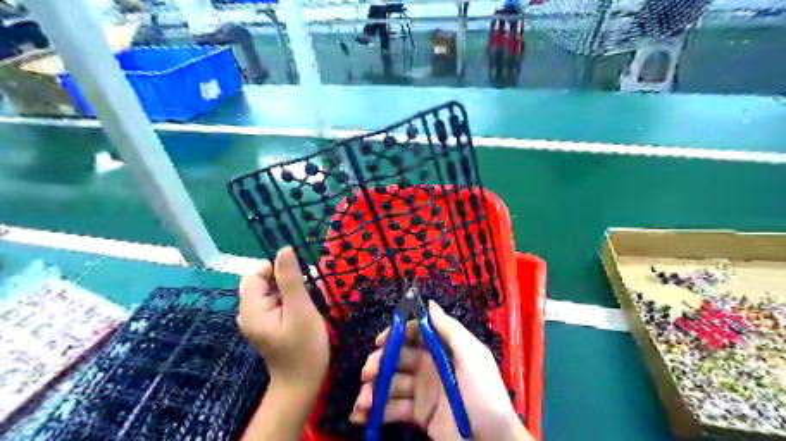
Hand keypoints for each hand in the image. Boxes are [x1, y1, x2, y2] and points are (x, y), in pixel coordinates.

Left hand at [237, 248, 328, 394]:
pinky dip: (293, 300)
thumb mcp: (301, 309)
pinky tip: (307, 310)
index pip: (255, 273)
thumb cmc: (304, 347)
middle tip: (309, 293)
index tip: (300, 279)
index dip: (277, 270)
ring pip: (273, 291)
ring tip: (312, 302)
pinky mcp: (268, 324)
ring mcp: (259, 319)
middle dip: (288, 280)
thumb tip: (284, 249)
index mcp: (251, 309)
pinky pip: (278, 302)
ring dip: (293, 290)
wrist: (303, 383)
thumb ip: (290, 278)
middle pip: (264, 281)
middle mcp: (249, 312)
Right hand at [351, 299, 530, 440]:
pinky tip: (362, 416)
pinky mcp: (419, 415)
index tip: (380, 342)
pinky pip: (394, 409)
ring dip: (374, 390)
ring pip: (392, 384)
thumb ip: (450, 330)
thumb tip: (429, 304)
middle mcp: (431, 366)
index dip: (397, 334)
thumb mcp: (472, 357)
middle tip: (367, 373)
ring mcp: (423, 391)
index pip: (416, 334)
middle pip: (398, 358)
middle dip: (380, 363)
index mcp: (444, 349)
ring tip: (362, 402)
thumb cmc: (484, 394)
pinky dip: (376, 412)